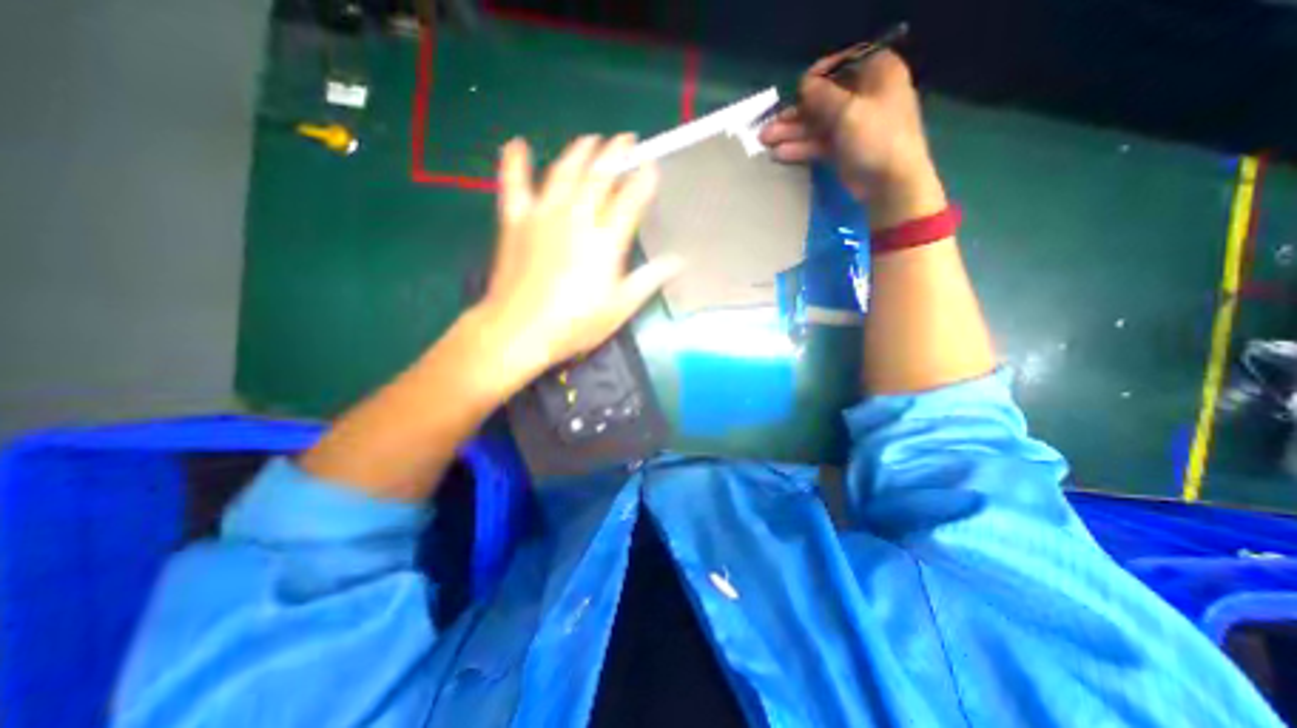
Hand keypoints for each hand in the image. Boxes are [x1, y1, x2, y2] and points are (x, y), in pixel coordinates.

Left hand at [471, 134, 682, 388]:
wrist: (519, 331)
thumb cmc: (575, 324)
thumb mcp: (620, 307)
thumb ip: (649, 279)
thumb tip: (679, 261)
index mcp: (605, 241)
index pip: (630, 199)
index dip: (643, 179)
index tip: (652, 166)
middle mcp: (577, 218)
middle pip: (599, 176)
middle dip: (615, 154)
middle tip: (625, 140)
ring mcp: (543, 215)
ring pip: (564, 172)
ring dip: (579, 152)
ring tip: (590, 140)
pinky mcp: (516, 221)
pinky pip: (514, 184)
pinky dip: (515, 162)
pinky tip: (518, 144)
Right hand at [757, 48, 948, 224]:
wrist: (889, 184)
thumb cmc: (875, 138)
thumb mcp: (847, 111)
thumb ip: (822, 96)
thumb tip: (803, 83)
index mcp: (877, 73)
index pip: (842, 66)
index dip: (817, 77)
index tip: (796, 90)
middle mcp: (865, 95)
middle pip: (823, 99)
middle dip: (795, 113)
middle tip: (768, 125)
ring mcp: (853, 125)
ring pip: (817, 123)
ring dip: (792, 132)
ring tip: (765, 141)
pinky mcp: (843, 149)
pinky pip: (818, 143)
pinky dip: (800, 147)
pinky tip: (779, 154)